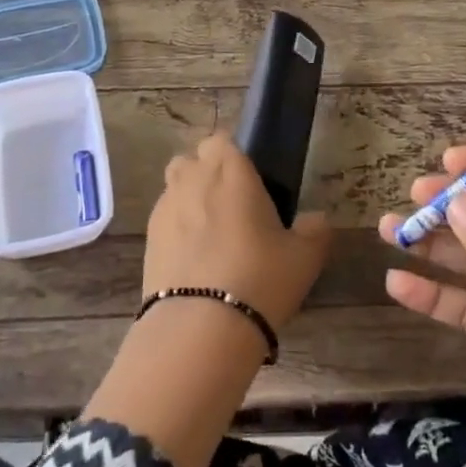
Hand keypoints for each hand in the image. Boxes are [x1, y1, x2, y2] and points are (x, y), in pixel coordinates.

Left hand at [146, 133, 331, 330]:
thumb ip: (315, 231)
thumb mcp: (304, 258)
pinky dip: (177, 229)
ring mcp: (164, 208)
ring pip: (174, 188)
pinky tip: (194, 259)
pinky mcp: (148, 240)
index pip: (222, 139)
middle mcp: (192, 179)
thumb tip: (317, 220)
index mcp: (230, 170)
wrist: (200, 327)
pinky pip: (164, 220)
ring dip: (189, 199)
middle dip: (207, 173)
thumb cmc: (260, 278)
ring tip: (211, 234)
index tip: (250, 179)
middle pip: (193, 159)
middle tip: (233, 205)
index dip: (233, 154)